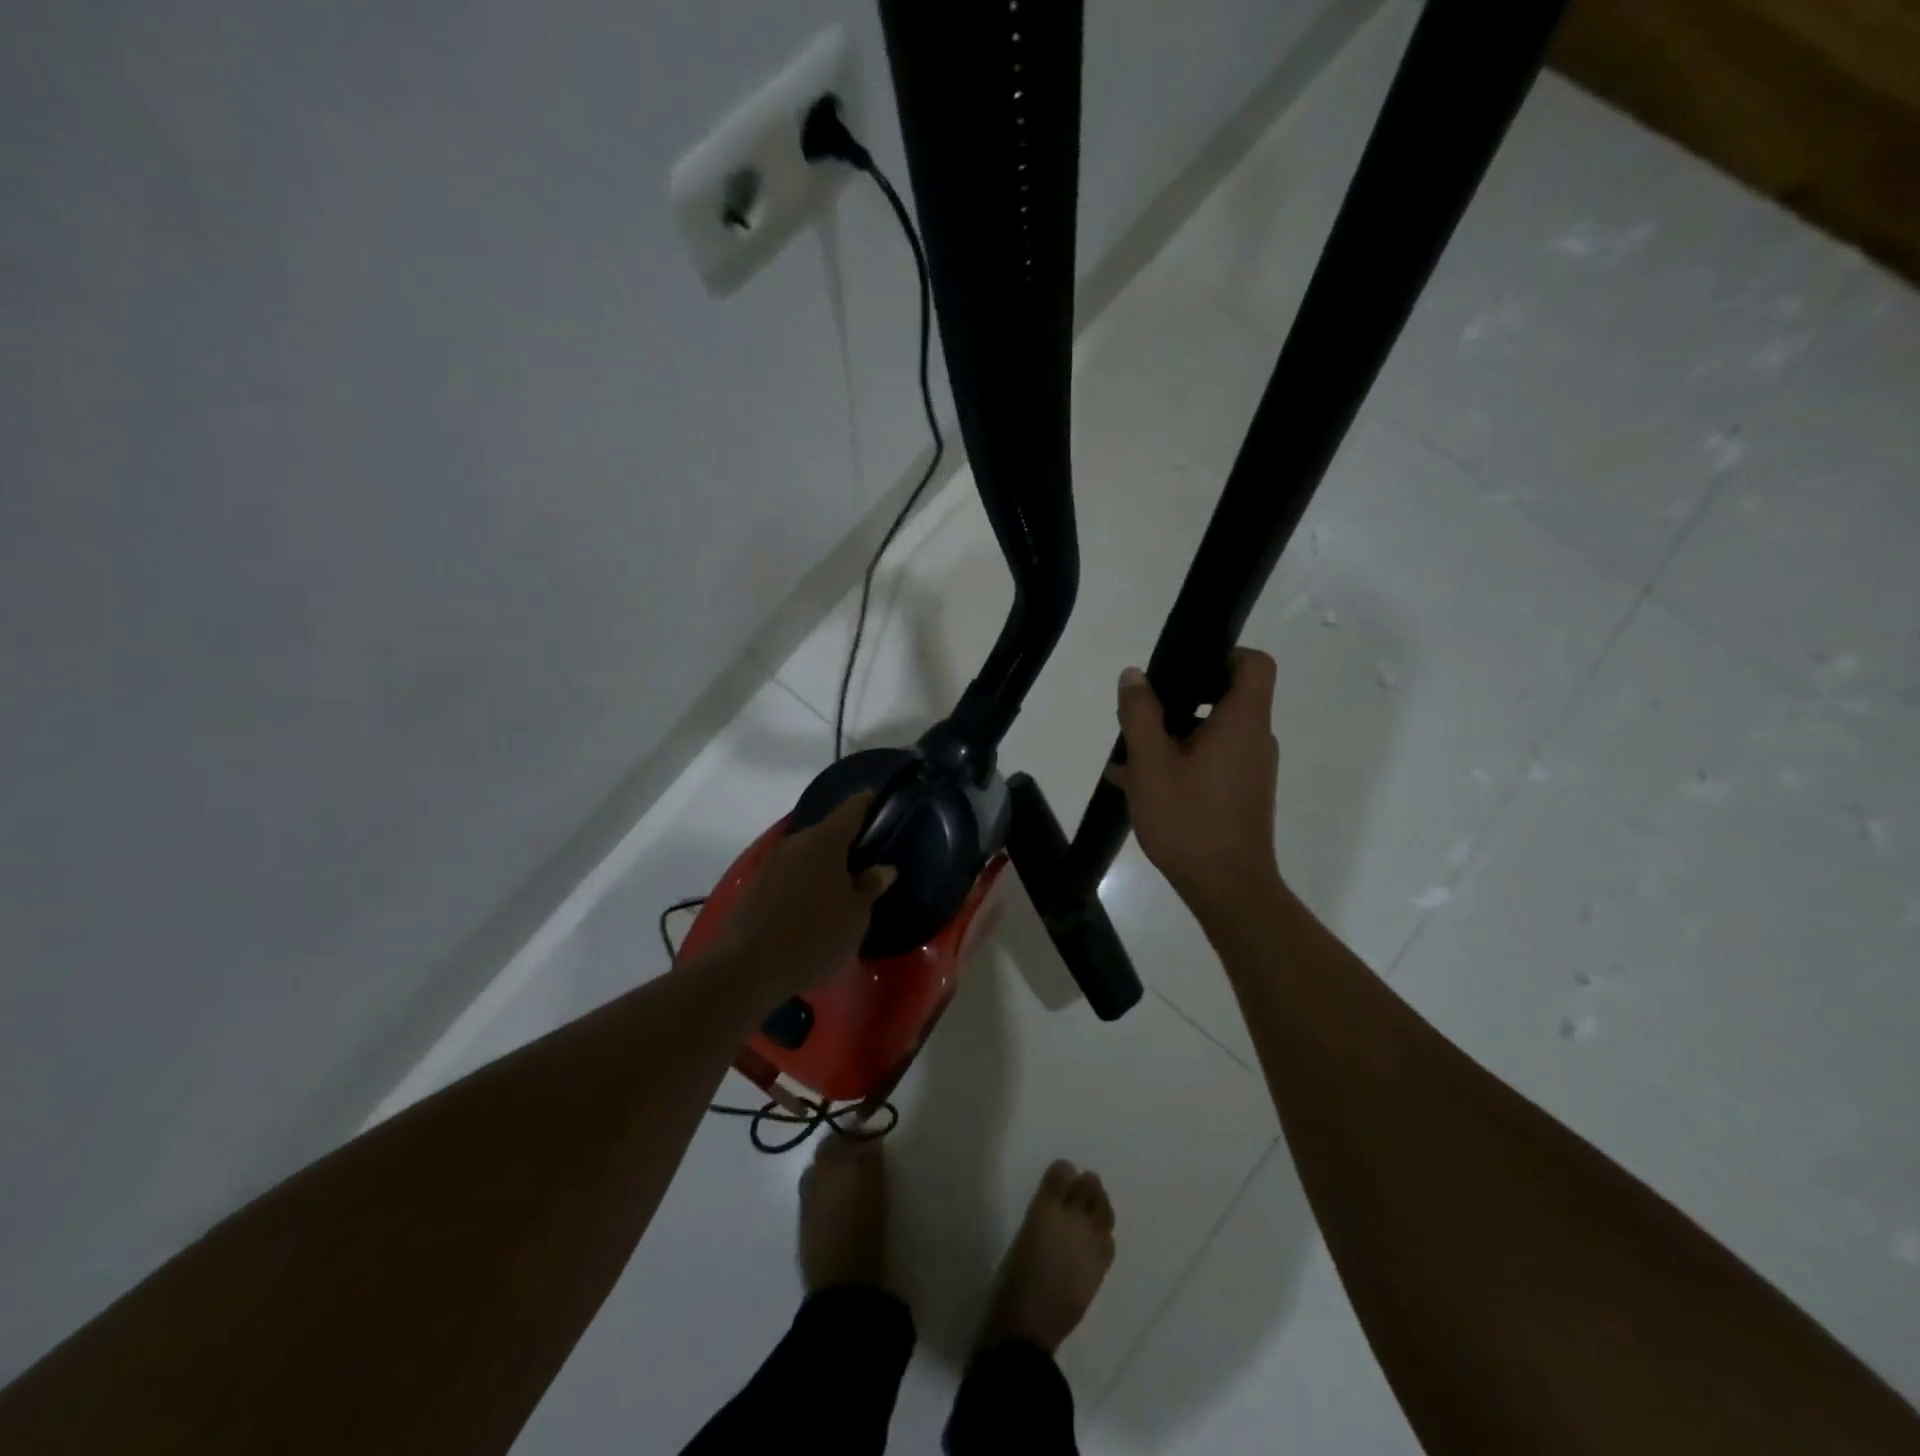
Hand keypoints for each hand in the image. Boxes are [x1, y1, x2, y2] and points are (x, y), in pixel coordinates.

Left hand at [706, 793, 896, 994]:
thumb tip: (882, 869)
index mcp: (825, 840)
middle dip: (846, 843)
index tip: (881, 803)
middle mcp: (795, 842)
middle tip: (867, 861)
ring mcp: (770, 862)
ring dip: (823, 866)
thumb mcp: (855, 916)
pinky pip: (788, 874)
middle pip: (827, 832)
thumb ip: (870, 886)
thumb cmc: (814, 936)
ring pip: (806, 855)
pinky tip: (812, 907)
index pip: (852, 808)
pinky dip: (803, 883)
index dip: (869, 803)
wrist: (746, 968)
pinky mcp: (754, 885)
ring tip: (841, 888)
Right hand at [1105, 650, 1282, 922]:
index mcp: (1242, 722)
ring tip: (1128, 758)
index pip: (1254, 663)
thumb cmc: (1189, 820)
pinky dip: (1182, 762)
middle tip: (1141, 715)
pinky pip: (1212, 762)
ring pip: (1213, 734)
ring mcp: (1251, 770)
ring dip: (1173, 736)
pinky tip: (1140, 785)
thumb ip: (1140, 714)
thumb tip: (1134, 675)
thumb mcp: (1151, 764)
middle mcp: (1255, 740)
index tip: (1184, 667)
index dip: (1223, 654)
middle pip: (1227, 698)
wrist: (1227, 889)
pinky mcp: (1242, 795)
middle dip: (1180, 700)